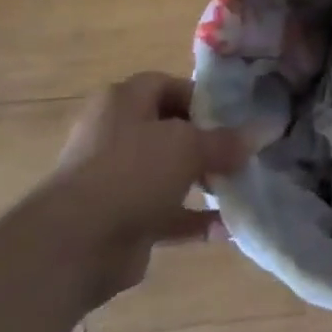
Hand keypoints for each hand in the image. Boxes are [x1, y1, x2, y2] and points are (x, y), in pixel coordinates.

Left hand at [36, 72, 250, 305]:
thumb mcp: (189, 145)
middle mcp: (115, 135)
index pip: (166, 85)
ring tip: (239, 185)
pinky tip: (226, 227)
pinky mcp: (121, 220)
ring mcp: (116, 180)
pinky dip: (193, 219)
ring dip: (203, 180)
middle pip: (170, 130)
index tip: (233, 115)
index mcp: (122, 102)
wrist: (74, 245)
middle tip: (240, 151)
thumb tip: (258, 135)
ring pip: (168, 173)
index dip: (201, 97)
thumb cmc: (131, 171)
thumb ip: (225, 141)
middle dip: (207, 142)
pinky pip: (165, 213)